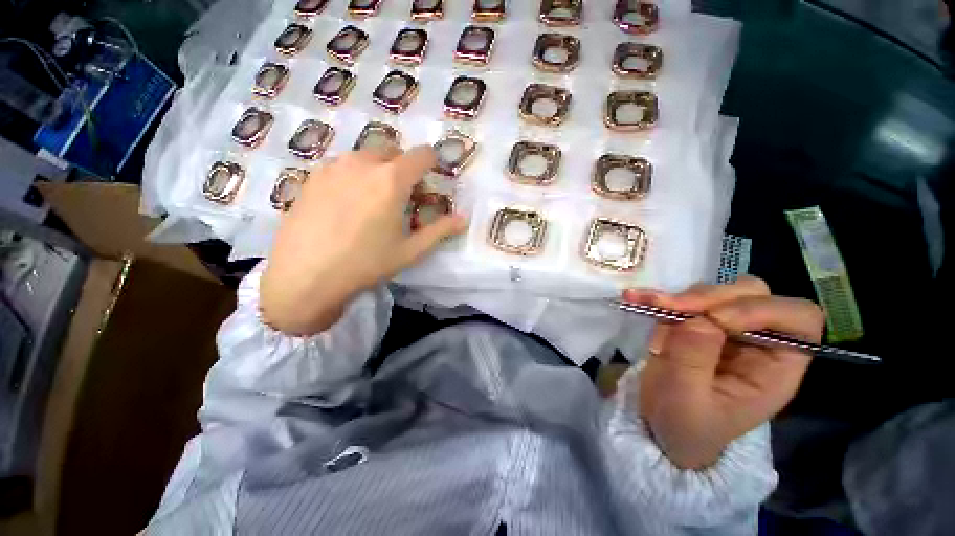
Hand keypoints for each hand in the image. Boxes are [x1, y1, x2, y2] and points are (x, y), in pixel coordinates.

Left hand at [261, 146, 466, 334]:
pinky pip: (342, 165)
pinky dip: (354, 175)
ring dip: (378, 169)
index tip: (431, 177)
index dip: (431, 162)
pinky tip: (346, 203)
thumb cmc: (366, 264)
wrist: (304, 276)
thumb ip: (440, 231)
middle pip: (393, 151)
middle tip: (403, 194)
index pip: (421, 155)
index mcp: (391, 180)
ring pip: (366, 156)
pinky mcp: (312, 176)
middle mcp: (363, 163)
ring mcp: (333, 166)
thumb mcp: (410, 251)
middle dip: (404, 167)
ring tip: (374, 200)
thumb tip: (463, 219)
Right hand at [622, 277, 823, 468]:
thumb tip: (699, 318)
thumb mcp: (686, 402)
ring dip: (683, 297)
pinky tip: (636, 299)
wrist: (660, 425)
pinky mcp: (695, 322)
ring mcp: (724, 328)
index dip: (761, 310)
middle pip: (754, 294)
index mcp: (775, 368)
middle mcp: (757, 340)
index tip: (714, 319)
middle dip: (710, 298)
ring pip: (717, 291)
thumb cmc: (683, 425)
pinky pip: (684, 298)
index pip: (798, 319)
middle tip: (670, 307)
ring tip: (648, 305)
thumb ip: (693, 361)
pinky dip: (660, 297)